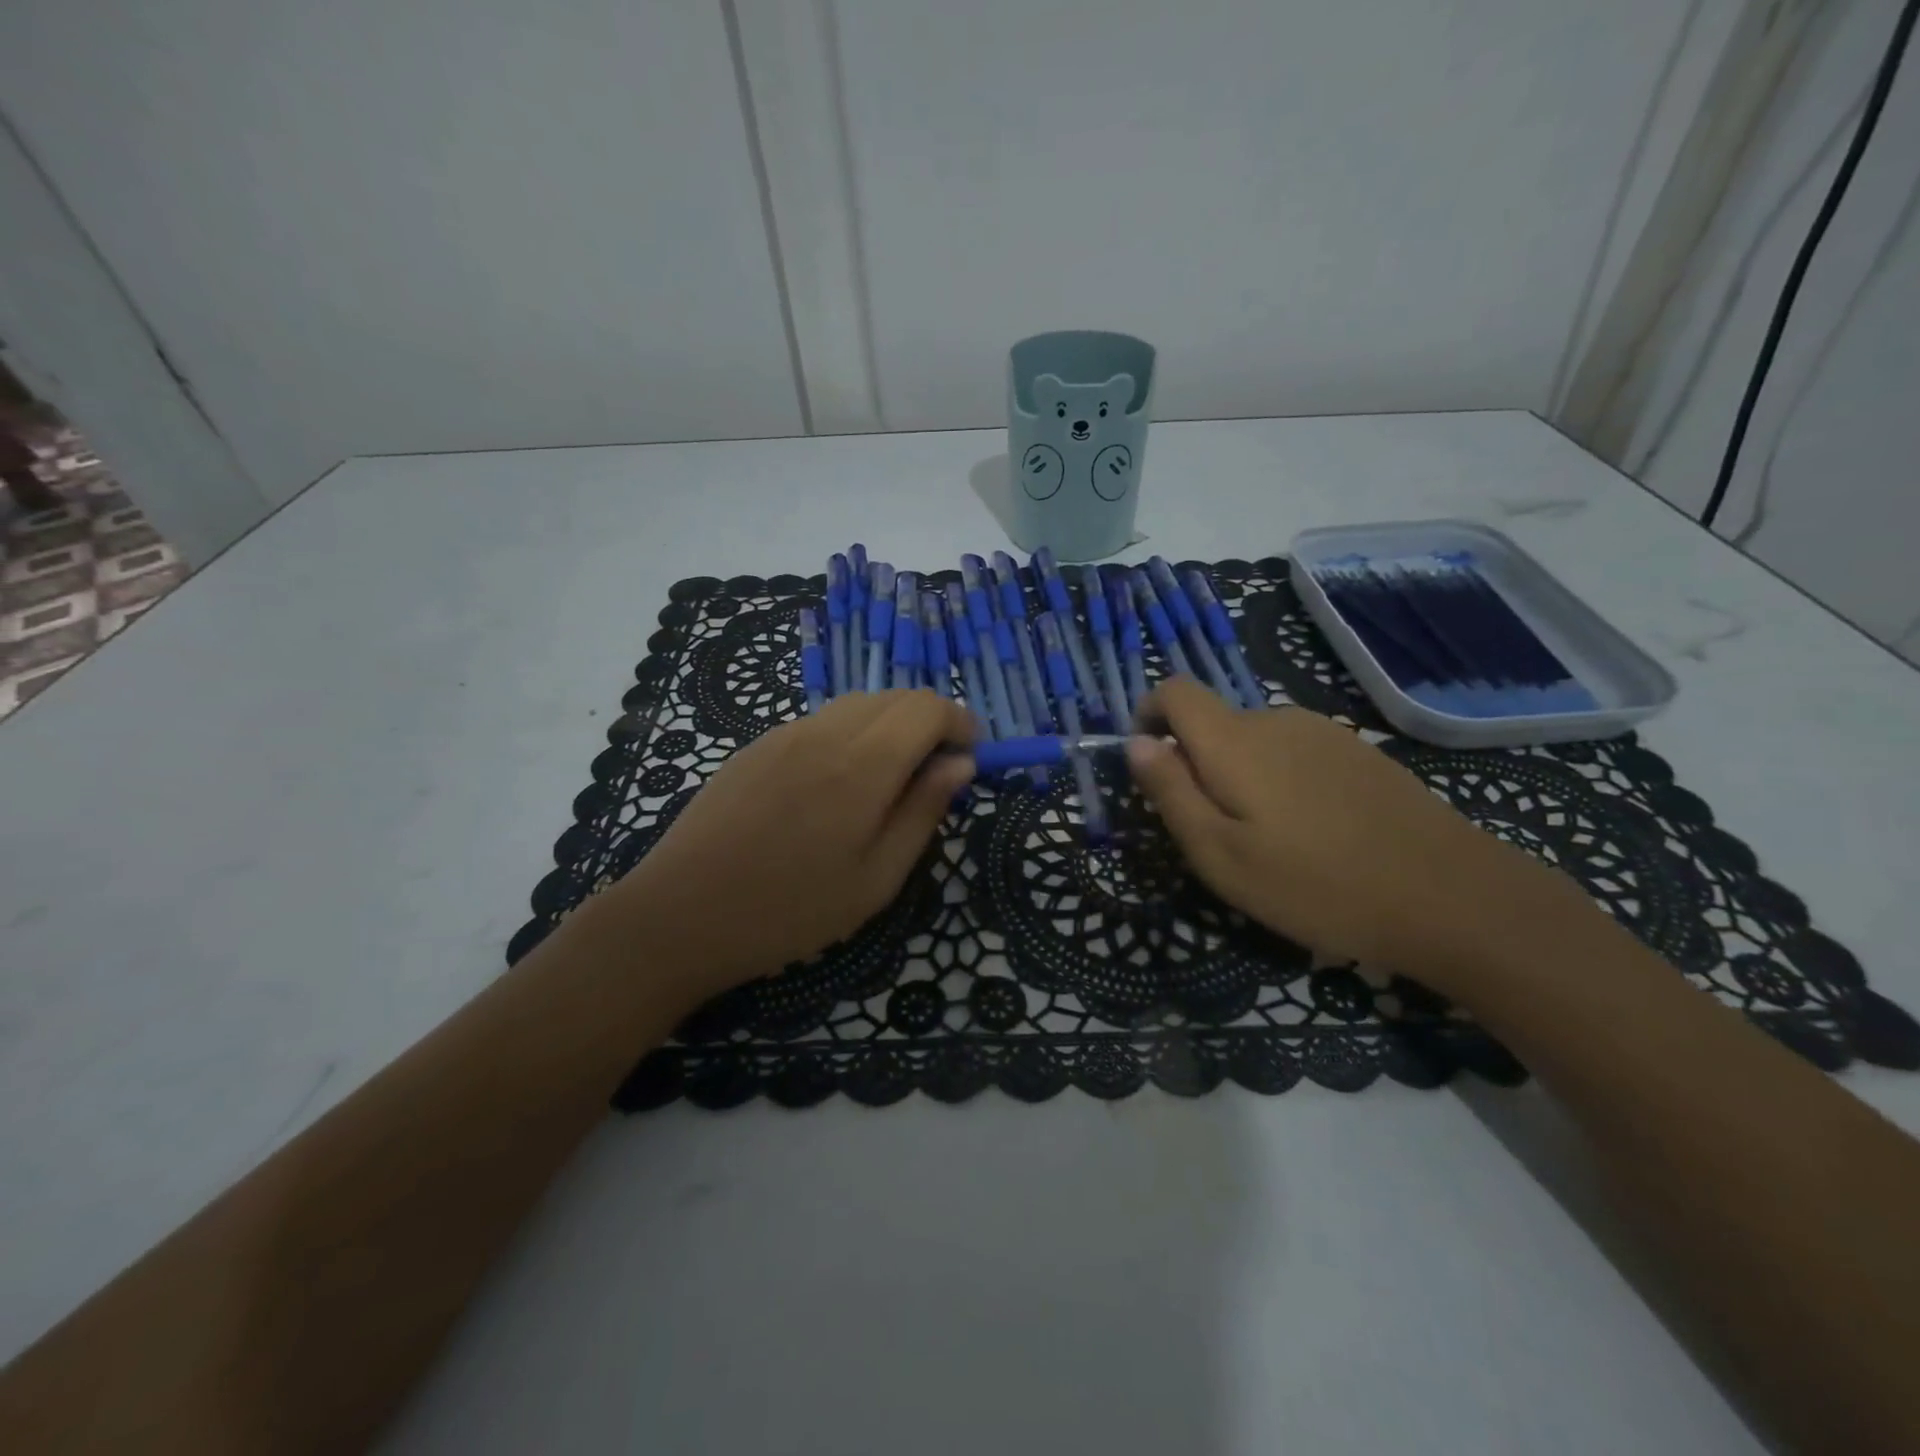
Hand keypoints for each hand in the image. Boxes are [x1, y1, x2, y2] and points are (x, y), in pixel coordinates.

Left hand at [604, 691, 973, 992]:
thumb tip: (961, 765)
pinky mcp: (757, 745)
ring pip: (857, 705)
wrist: (679, 914)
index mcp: (862, 765)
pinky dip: (850, 735)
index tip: (968, 760)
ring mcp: (784, 733)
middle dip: (928, 724)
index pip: (927, 707)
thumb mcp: (876, 879)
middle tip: (932, 777)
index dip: (959, 723)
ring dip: (889, 727)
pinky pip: (821, 721)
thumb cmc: (790, 910)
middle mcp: (824, 732)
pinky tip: (834, 787)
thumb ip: (924, 812)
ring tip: (886, 784)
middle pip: (895, 697)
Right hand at [1126, 679, 1583, 984]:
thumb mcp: (1219, 854)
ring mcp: (1323, 732)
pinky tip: (1313, 833)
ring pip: (1254, 741)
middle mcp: (1275, 719)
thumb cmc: (1316, 884)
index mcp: (1233, 740)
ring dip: (1240, 777)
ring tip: (1267, 841)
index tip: (1150, 767)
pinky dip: (1280, 781)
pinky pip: (1293, 752)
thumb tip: (1135, 743)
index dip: (1148, 716)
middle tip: (1215, 834)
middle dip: (1196, 765)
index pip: (1174, 690)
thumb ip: (1170, 792)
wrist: (1451, 896)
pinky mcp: (1358, 752)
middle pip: (1213, 723)